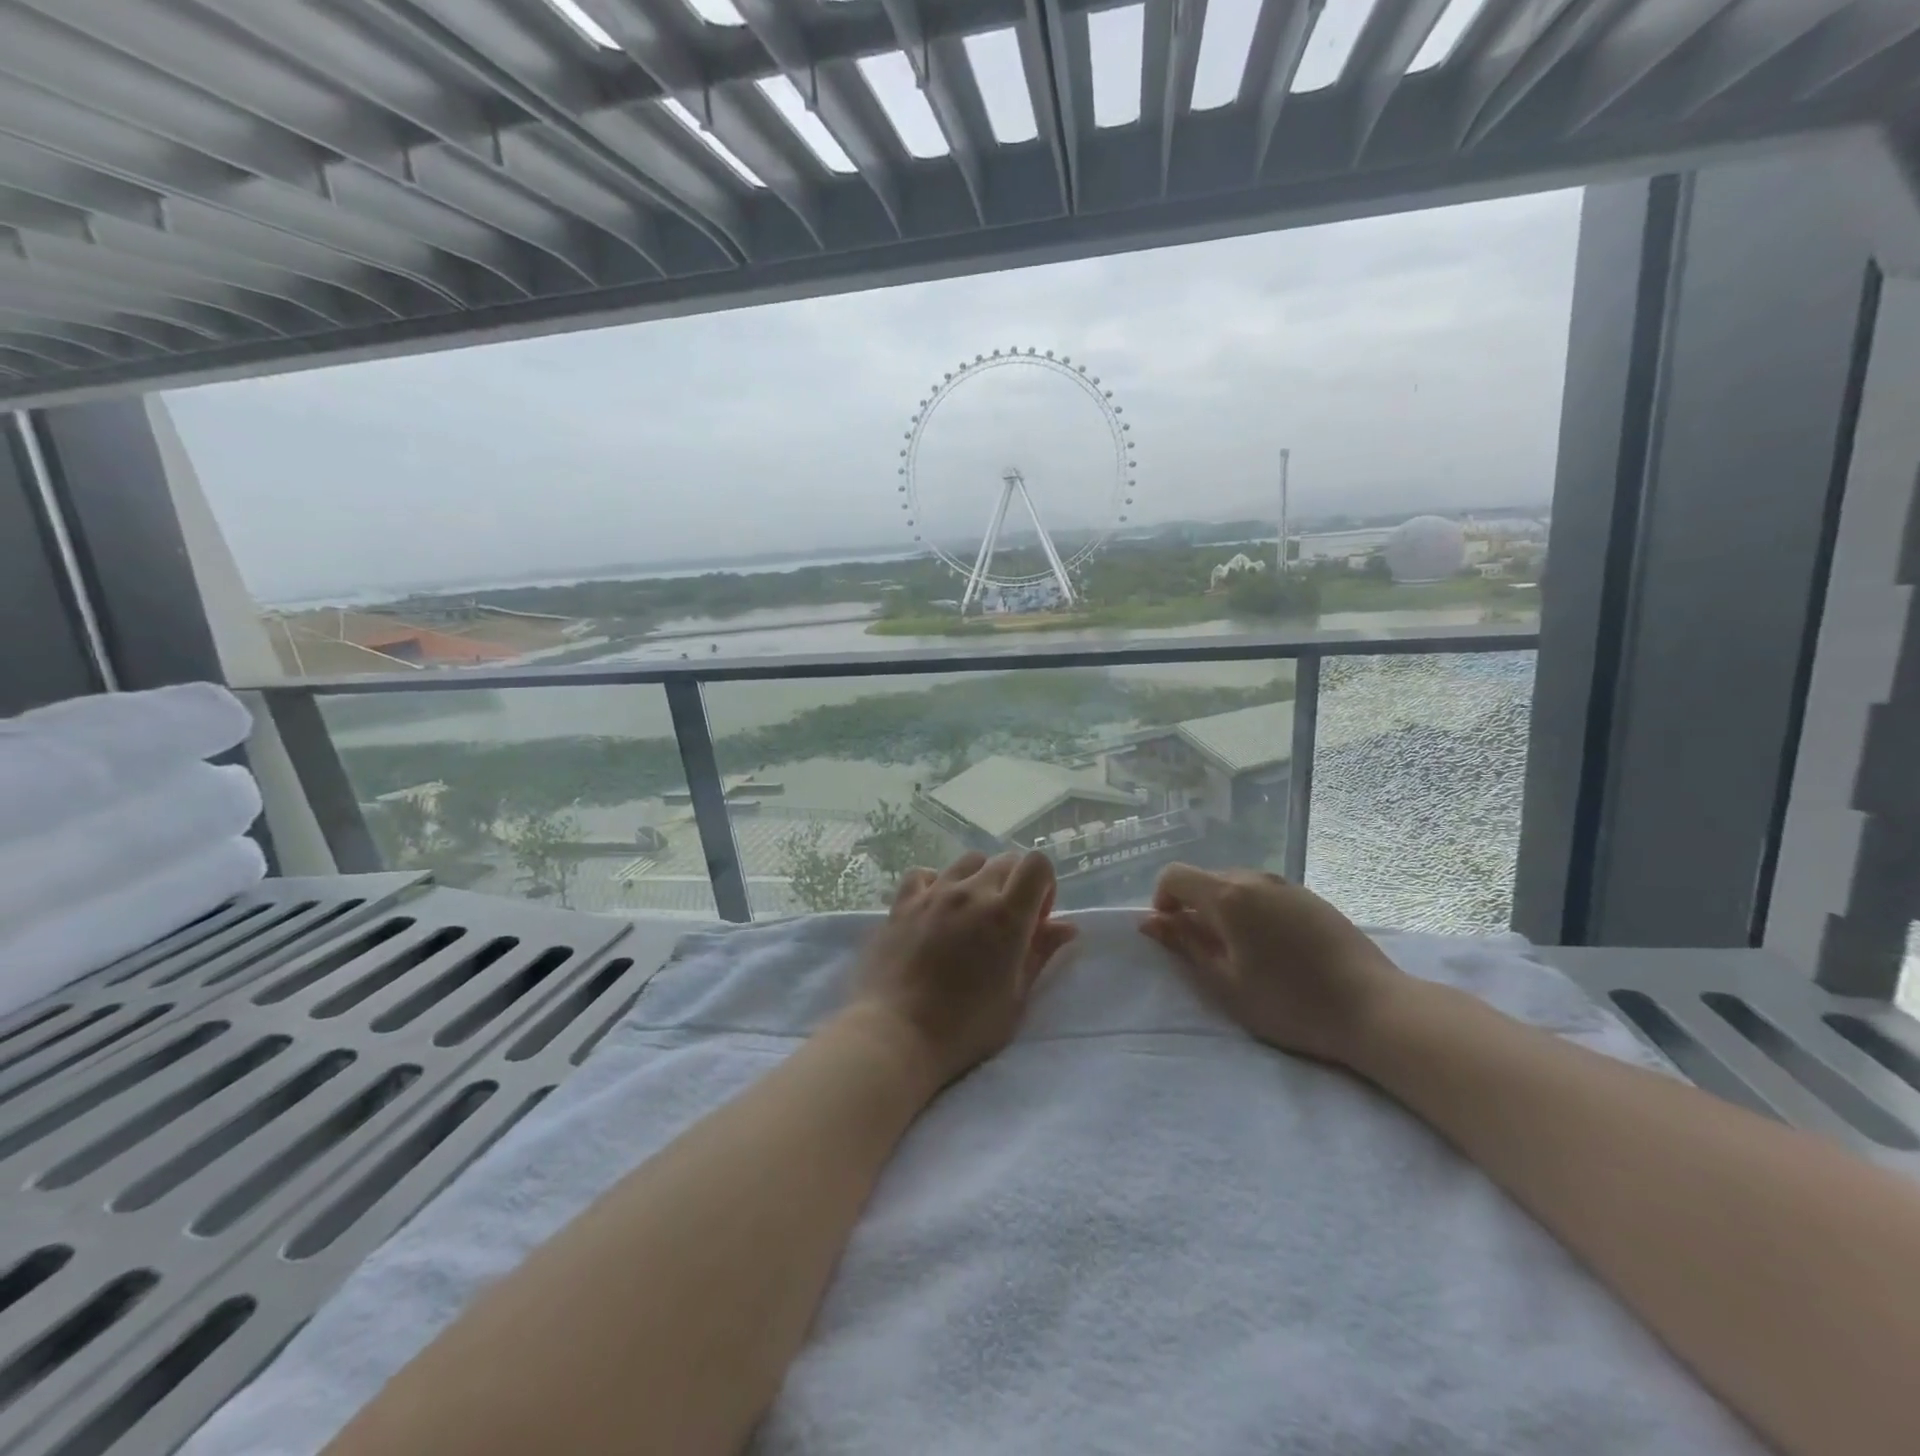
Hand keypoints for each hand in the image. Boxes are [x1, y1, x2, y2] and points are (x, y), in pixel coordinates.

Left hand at [847, 851, 1077, 1091]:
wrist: (896, 1034)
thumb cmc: (965, 1027)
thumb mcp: (1015, 997)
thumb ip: (1041, 953)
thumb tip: (1067, 926)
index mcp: (1007, 915)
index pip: (1037, 864)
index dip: (1044, 886)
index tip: (1036, 919)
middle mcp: (972, 892)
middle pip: (1005, 860)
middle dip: (1015, 885)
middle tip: (1005, 925)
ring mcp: (934, 893)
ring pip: (967, 862)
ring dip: (978, 880)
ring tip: (970, 916)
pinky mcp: (902, 903)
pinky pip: (924, 874)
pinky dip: (935, 883)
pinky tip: (934, 910)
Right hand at [1140, 864, 1406, 1066]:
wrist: (1375, 1009)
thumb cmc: (1289, 1003)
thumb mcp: (1225, 982)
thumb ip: (1184, 944)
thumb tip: (1149, 920)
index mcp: (1228, 895)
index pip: (1174, 875)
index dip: (1162, 900)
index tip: (1173, 935)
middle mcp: (1255, 878)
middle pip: (1206, 879)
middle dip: (1194, 908)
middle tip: (1207, 953)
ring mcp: (1288, 885)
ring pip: (1237, 885)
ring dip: (1225, 910)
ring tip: (1243, 954)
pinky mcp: (1312, 898)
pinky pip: (1266, 894)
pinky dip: (1254, 912)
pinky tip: (1276, 951)